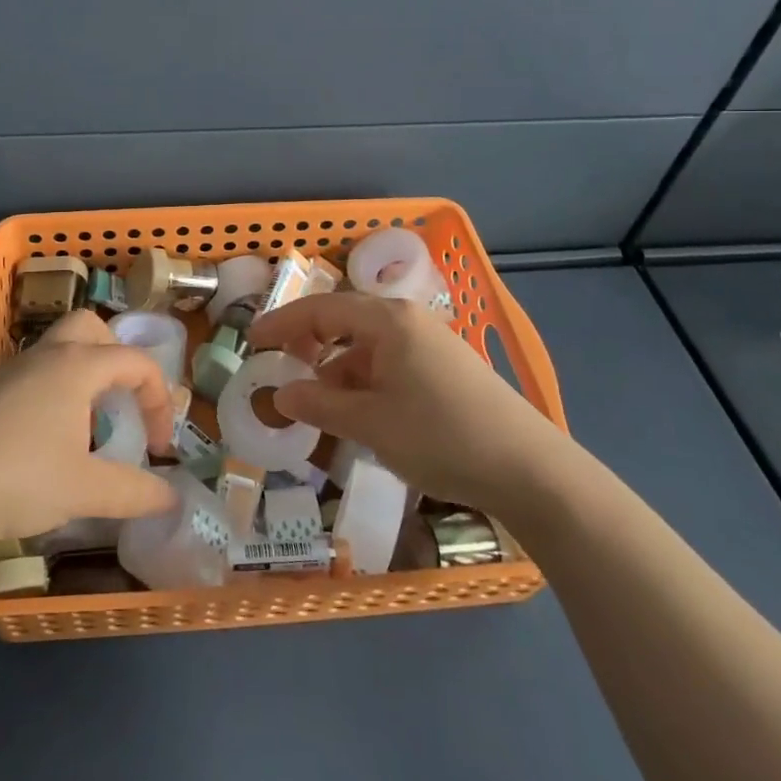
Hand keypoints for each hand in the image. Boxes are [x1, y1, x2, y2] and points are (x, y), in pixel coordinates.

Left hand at [0, 310, 177, 540]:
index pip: (137, 362)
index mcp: (79, 365)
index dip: (160, 400)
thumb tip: (170, 498)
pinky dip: (55, 392)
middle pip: (92, 328)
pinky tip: (46, 441)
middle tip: (122, 402)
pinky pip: (35, 374)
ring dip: (85, 376)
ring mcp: (12, 370)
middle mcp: (48, 355)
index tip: (159, 448)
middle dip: (117, 359)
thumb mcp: (83, 490)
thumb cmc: (15, 474)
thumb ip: (133, 492)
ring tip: (88, 426)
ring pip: (60, 349)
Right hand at [249, 295, 564, 511]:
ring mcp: (430, 344)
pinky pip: (390, 365)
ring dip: (337, 372)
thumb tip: (281, 394)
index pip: (321, 310)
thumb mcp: (370, 424)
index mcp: (387, 321)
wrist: (530, 470)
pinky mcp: (446, 370)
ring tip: (317, 407)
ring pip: (367, 349)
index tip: (251, 342)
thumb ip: (320, 405)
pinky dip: (365, 384)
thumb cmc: (440, 436)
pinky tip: (359, 416)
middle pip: (344, 323)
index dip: (282, 324)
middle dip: (309, 346)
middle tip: (280, 371)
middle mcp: (407, 321)